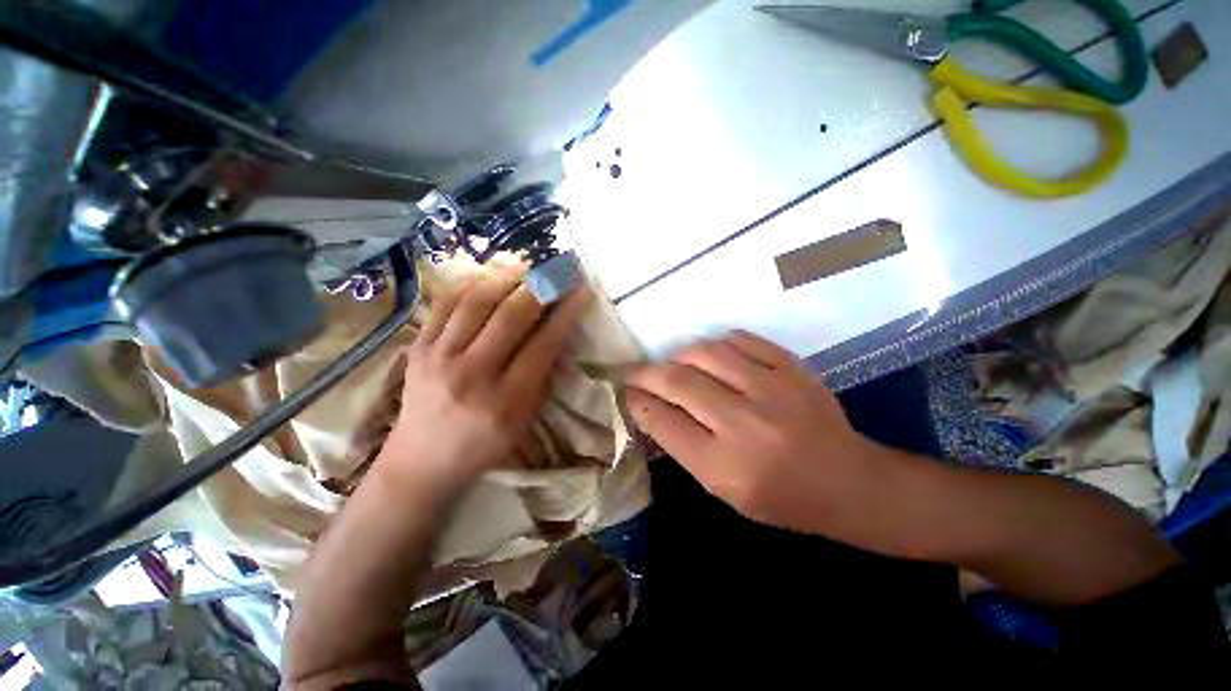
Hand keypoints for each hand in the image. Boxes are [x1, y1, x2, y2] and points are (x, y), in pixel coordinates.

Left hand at [376, 273, 588, 491]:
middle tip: (556, 271)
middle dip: (540, 287)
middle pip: (510, 316)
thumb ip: (543, 377)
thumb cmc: (484, 445)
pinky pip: (445, 304)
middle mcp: (472, 374)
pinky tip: (489, 278)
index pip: (543, 345)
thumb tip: (556, 334)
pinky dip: (470, 286)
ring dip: (506, 278)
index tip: (580, 291)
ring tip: (525, 267)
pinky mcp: (417, 348)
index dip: (565, 314)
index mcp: (506, 401)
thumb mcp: (525, 421)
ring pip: (476, 302)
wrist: (421, 461)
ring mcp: (438, 358)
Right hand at [625, 331, 890, 536]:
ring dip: (678, 356)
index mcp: (726, 466)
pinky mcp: (792, 367)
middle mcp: (745, 424)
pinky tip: (711, 355)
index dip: (636, 401)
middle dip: (645, 373)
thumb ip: (682, 447)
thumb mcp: (722, 490)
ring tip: (672, 364)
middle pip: (677, 381)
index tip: (625, 392)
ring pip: (704, 353)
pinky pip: (740, 339)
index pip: (663, 421)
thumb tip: (648, 407)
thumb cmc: (780, 498)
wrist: (849, 482)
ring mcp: (772, 389)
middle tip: (633, 372)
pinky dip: (716, 343)